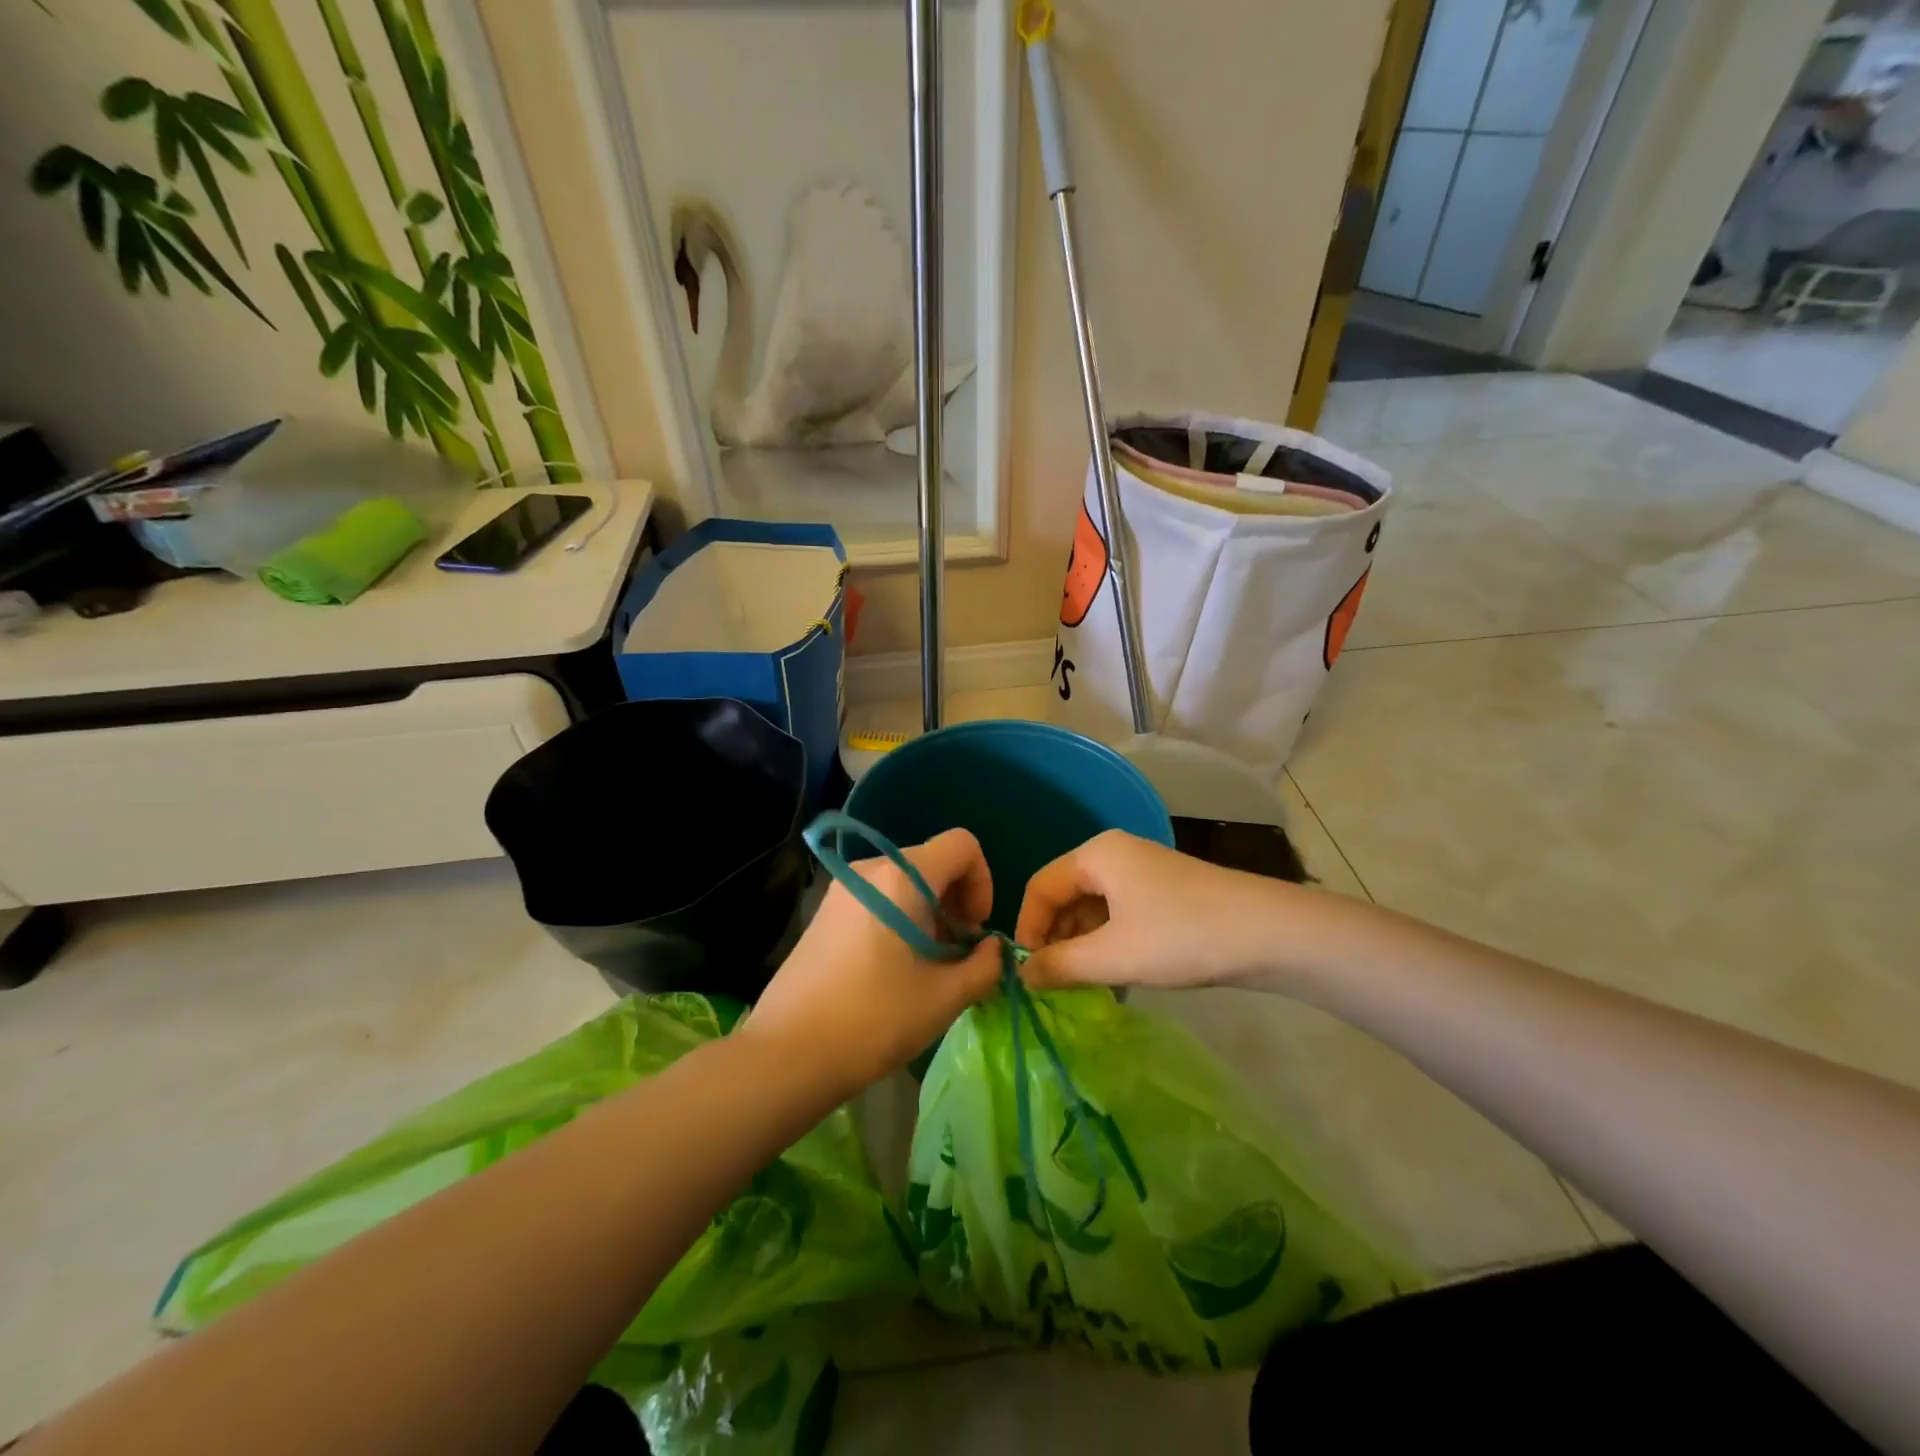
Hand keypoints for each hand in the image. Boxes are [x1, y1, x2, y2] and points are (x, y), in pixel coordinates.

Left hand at [744, 828, 1002, 1098]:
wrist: (788, 1053)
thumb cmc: (875, 1019)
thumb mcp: (945, 997)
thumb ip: (985, 965)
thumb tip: (992, 949)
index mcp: (903, 876)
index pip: (962, 845)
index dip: (982, 882)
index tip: (973, 930)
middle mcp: (871, 868)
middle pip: (933, 862)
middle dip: (956, 902)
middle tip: (955, 955)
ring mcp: (843, 887)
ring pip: (906, 881)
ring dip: (930, 913)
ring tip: (926, 966)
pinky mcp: (827, 909)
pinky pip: (880, 896)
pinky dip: (901, 918)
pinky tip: (893, 966)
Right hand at [1014, 830, 1308, 991]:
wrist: (1271, 933)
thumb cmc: (1182, 936)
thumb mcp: (1113, 956)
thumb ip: (1059, 965)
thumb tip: (1020, 976)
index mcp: (1096, 855)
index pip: (1040, 887)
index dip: (1027, 930)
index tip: (1026, 973)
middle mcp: (1115, 855)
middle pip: (1066, 896)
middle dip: (1055, 940)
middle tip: (1054, 985)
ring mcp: (1144, 873)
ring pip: (1094, 909)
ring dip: (1083, 947)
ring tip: (1084, 987)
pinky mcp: (1166, 894)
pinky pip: (1120, 916)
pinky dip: (1110, 945)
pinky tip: (1116, 979)